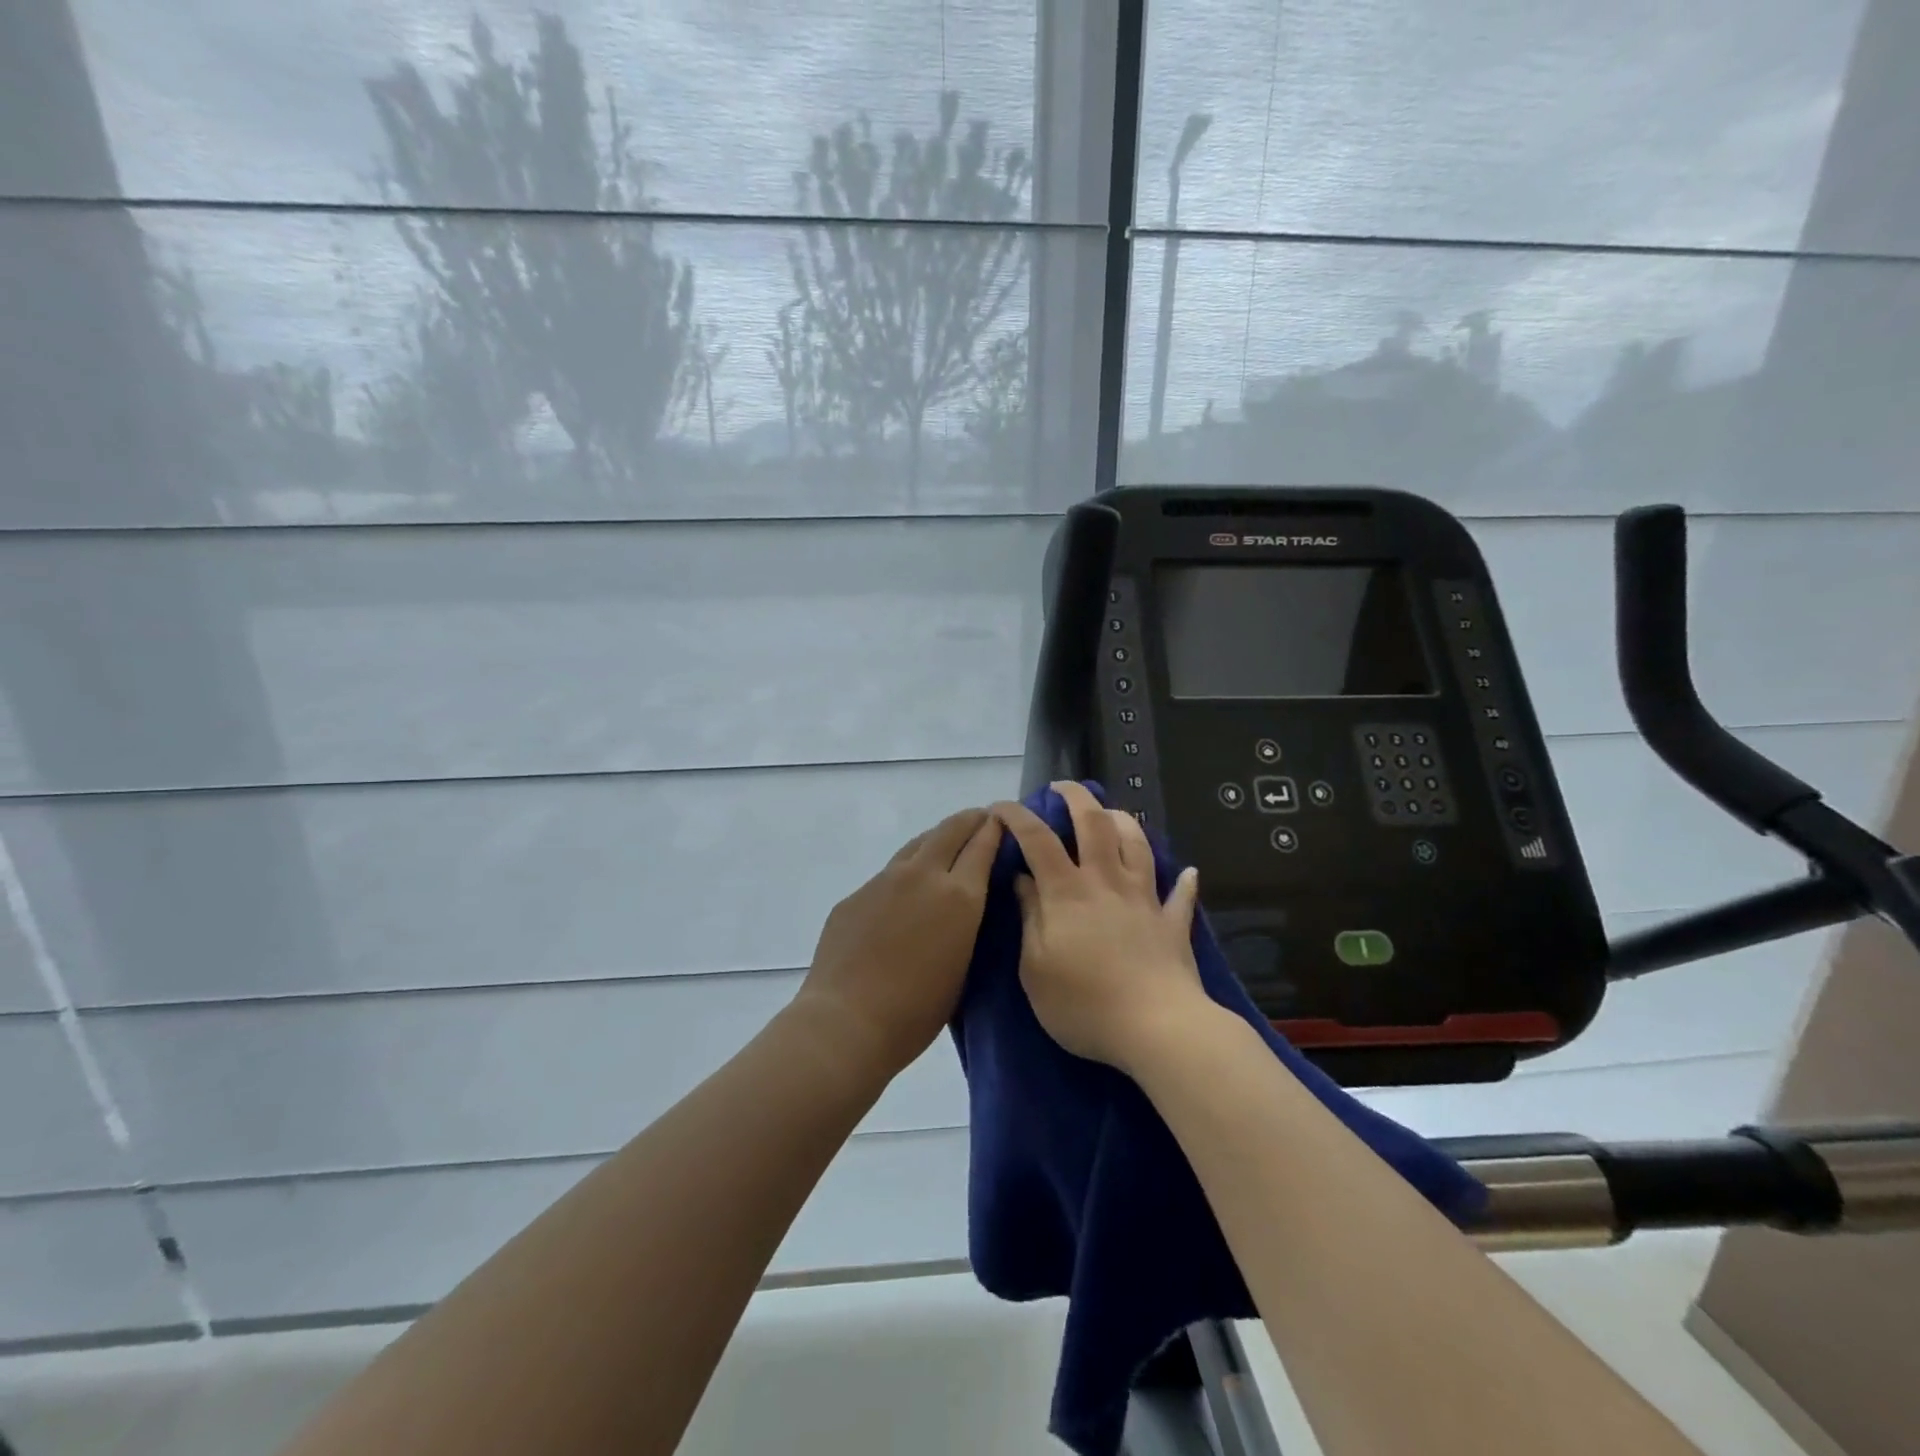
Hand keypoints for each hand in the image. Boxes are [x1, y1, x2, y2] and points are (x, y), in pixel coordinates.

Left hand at [795, 807, 1001, 1080]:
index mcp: (959, 896)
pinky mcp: (856, 894)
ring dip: (936, 840)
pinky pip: (888, 875)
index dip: (994, 829)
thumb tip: (965, 906)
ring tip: (945, 846)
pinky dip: (906, 874)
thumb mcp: (962, 967)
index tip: (1002, 821)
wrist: (847, 1021)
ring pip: (917, 845)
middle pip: (950, 830)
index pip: (983, 845)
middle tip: (980, 820)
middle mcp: (923, 875)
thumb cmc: (917, 1011)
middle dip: (969, 820)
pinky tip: (904, 895)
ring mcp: (884, 880)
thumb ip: (966, 926)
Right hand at [994, 782, 1211, 1076]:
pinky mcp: (1172, 923)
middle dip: (1076, 797)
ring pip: (1137, 844)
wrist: (1157, 1028)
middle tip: (1062, 787)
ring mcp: (1144, 899)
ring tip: (1110, 814)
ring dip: (1123, 821)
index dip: (1016, 816)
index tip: (999, 808)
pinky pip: (1180, 895)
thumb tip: (1023, 881)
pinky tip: (1187, 873)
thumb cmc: (1084, 1004)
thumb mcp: (1035, 968)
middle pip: (1095, 823)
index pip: (1037, 839)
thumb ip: (1029, 918)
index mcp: (1067, 892)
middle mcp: (1106, 882)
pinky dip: (1182, 882)